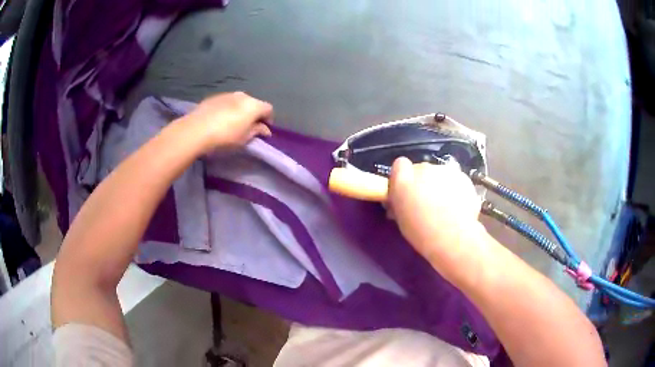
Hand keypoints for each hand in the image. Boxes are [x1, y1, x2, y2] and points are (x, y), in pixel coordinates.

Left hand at [178, 92, 273, 152]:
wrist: (196, 130)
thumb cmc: (225, 137)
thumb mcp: (244, 139)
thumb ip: (257, 131)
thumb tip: (265, 129)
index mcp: (254, 105)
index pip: (269, 109)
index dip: (268, 119)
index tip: (263, 130)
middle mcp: (242, 95)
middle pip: (253, 103)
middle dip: (253, 114)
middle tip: (248, 127)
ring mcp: (227, 94)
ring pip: (239, 102)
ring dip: (239, 110)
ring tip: (232, 123)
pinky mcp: (213, 97)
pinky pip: (226, 102)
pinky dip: (227, 109)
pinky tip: (219, 120)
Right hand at [388, 157, 483, 266]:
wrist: (453, 237)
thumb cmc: (421, 233)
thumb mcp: (401, 219)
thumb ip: (399, 203)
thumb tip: (399, 201)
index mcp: (403, 179)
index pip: (400, 165)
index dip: (403, 176)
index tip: (407, 190)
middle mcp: (424, 168)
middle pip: (421, 168)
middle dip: (423, 182)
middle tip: (427, 202)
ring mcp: (445, 171)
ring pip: (440, 174)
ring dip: (441, 185)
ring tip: (446, 206)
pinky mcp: (463, 177)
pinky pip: (456, 180)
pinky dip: (456, 189)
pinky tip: (458, 206)